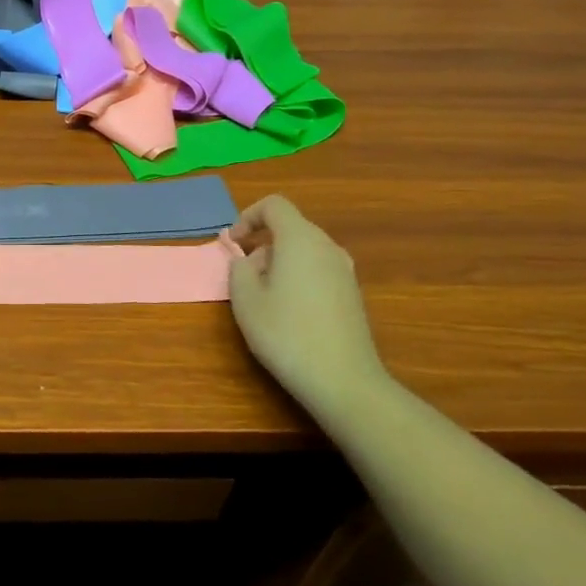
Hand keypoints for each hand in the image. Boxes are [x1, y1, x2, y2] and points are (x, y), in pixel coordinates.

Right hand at [228, 195, 388, 410]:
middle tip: (244, 275)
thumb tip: (250, 260)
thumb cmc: (286, 333)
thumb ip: (239, 268)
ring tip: (264, 296)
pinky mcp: (352, 294)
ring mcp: (345, 271)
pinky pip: (318, 270)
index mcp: (301, 239)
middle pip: (290, 227)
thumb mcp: (245, 299)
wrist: (343, 380)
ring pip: (305, 250)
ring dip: (279, 262)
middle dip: (262, 243)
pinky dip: (298, 277)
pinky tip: (289, 312)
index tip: (233, 243)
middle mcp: (328, 247)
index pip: (274, 205)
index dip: (248, 216)